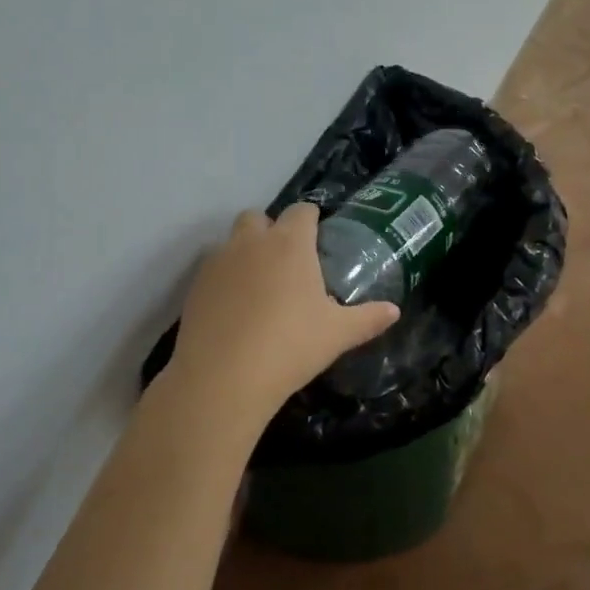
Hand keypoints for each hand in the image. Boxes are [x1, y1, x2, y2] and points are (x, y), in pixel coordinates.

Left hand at [167, 204, 399, 419]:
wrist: (223, 377)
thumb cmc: (290, 346)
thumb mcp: (338, 334)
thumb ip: (368, 318)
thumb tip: (394, 311)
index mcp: (290, 244)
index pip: (302, 211)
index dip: (311, 220)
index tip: (317, 237)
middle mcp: (252, 242)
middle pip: (259, 217)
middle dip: (271, 231)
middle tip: (286, 263)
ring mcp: (219, 261)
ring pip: (232, 241)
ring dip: (245, 253)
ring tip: (259, 288)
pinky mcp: (195, 286)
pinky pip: (213, 269)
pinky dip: (225, 279)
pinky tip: (234, 309)